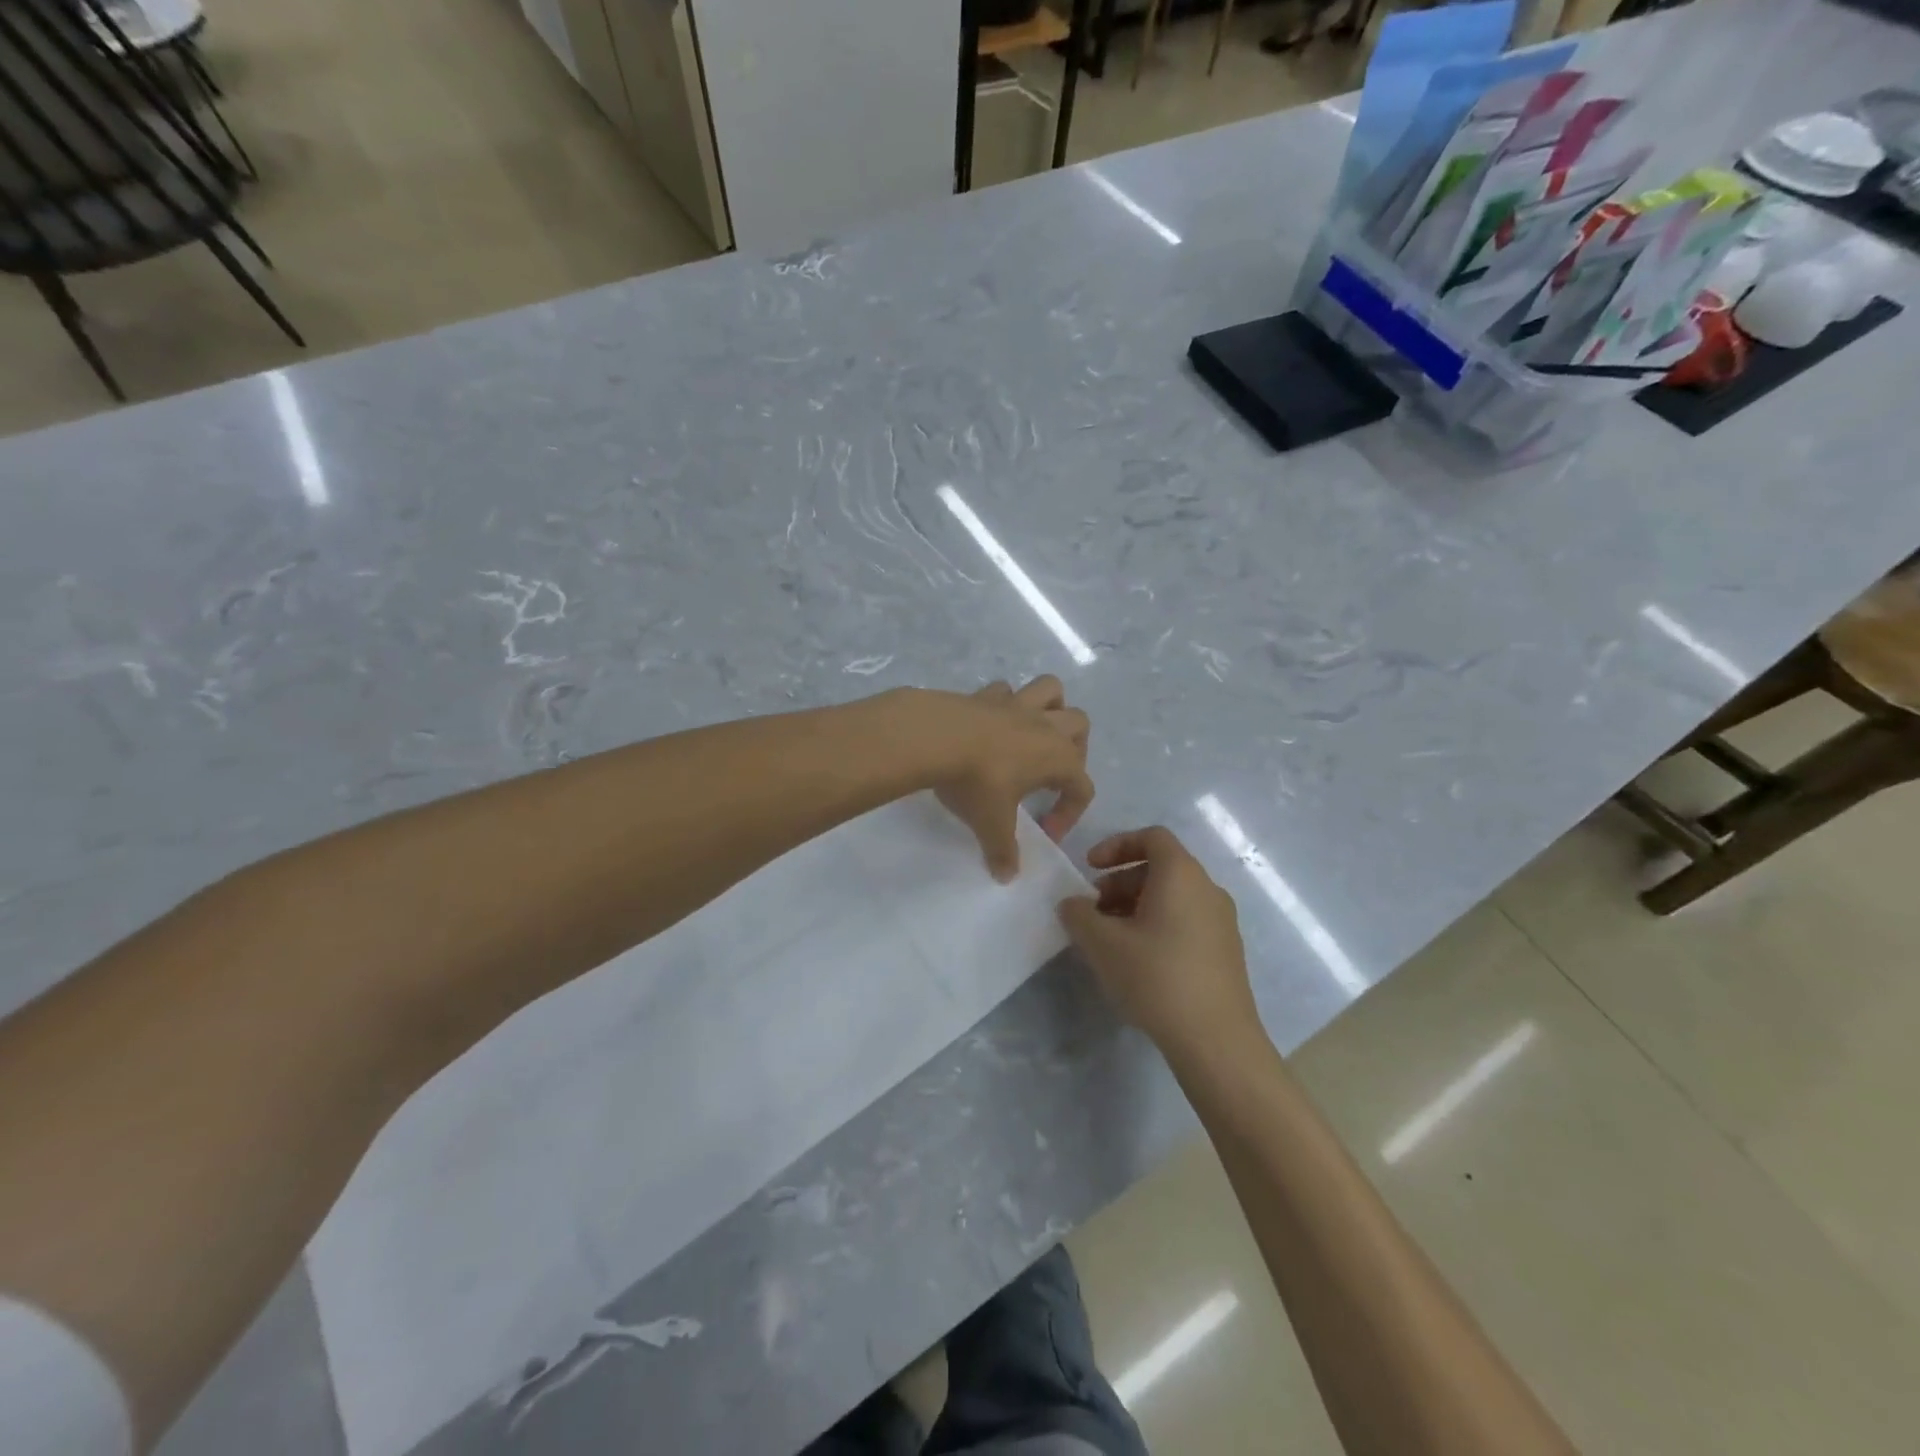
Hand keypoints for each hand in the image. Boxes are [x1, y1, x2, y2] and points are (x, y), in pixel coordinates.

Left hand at [923, 677, 1093, 881]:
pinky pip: (1006, 690)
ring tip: (1033, 732)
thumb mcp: (991, 824)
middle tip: (1050, 773)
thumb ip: (1003, 851)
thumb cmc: (976, 782)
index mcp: (1058, 758)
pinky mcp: (985, 694)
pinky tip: (991, 722)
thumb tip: (1007, 876)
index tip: (1045, 832)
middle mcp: (1044, 726)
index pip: (1082, 786)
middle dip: (1074, 747)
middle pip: (1079, 724)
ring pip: (1051, 690)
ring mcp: (1015, 704)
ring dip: (1050, 707)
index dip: (1070, 813)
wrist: (936, 737)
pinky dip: (1006, 702)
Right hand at [1056, 827, 1258, 1056]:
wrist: (1216, 1040)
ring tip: (1110, 939)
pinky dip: (1157, 925)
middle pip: (1160, 867)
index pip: (1151, 837)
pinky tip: (1138, 961)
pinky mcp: (1225, 951)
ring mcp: (1221, 921)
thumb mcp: (1103, 944)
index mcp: (1181, 874)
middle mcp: (1207, 889)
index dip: (1116, 845)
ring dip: (1136, 906)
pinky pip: (1186, 920)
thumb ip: (1079, 915)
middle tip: (1093, 910)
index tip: (1090, 868)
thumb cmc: (1156, 977)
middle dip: (1120, 882)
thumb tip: (1072, 904)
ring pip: (1172, 897)